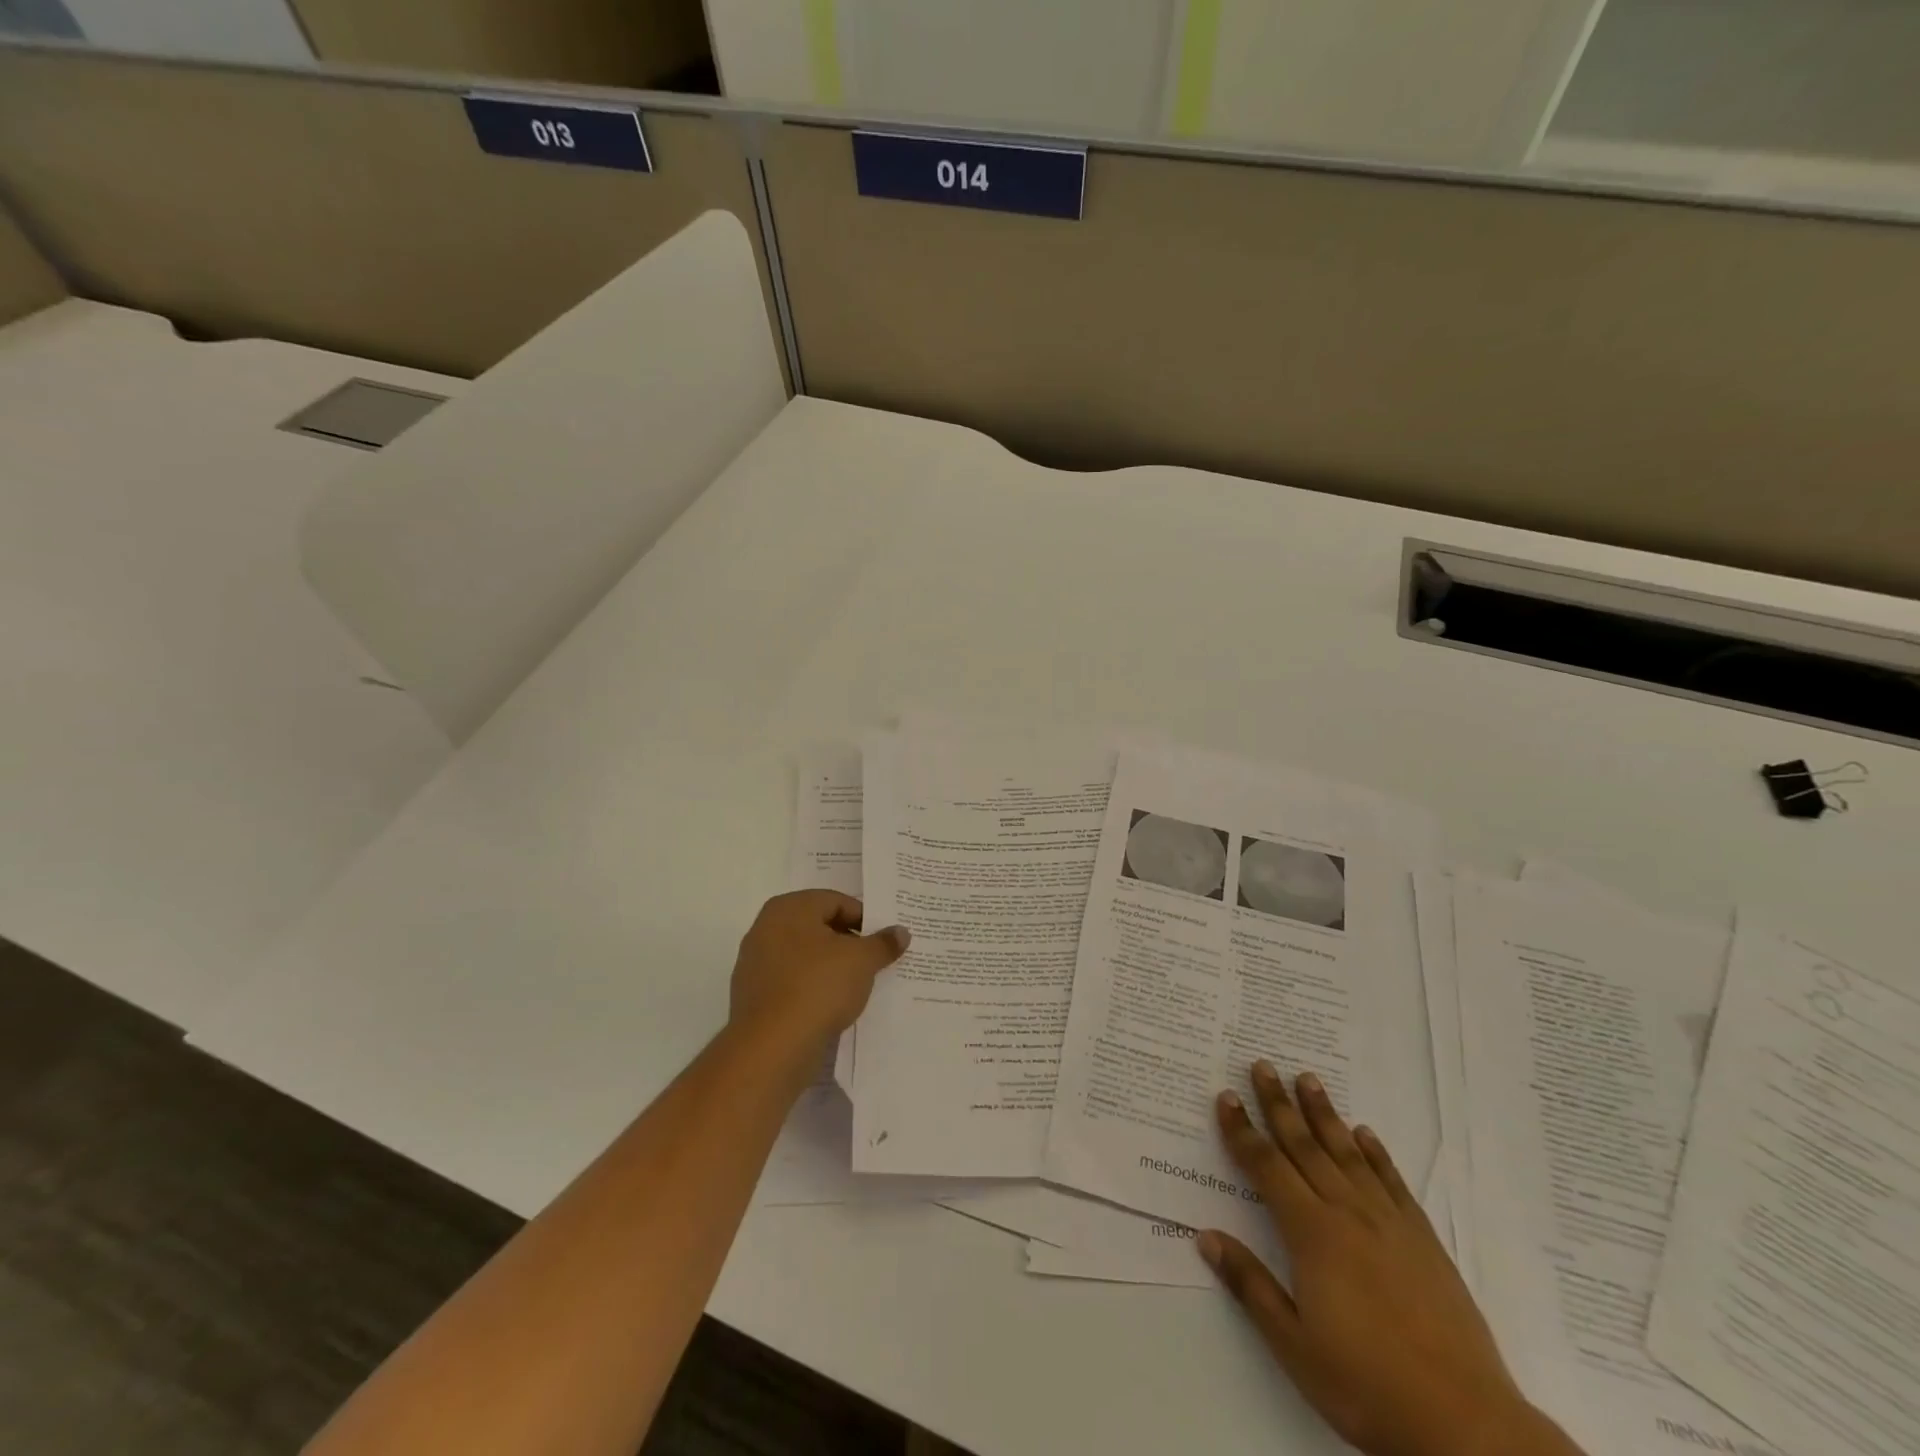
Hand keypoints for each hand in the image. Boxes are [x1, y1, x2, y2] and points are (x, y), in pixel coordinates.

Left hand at [728, 891, 909, 1057]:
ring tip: (856, 985)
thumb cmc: (818, 987)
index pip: (836, 902)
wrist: (771, 1047)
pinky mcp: (753, 996)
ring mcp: (755, 963)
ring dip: (830, 966)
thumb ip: (883, 943)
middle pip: (818, 927)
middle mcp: (766, 927)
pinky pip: (791, 982)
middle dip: (848, 942)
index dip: (864, 919)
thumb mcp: (862, 961)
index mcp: (790, 908)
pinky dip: (812, 988)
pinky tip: (831, 1005)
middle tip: (874, 961)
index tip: (884, 941)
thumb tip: (901, 932)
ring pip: (804, 956)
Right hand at [1199, 1063, 1579, 1455]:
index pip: (1266, 1167)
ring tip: (1308, 1079)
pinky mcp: (1423, 1240)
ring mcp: (1389, 1223)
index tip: (1226, 1097)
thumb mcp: (1294, 1345)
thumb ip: (1250, 1284)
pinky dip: (1376, 1153)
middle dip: (1278, 1104)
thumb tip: (1205, 1235)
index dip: (1242, 1131)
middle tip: (1262, 1065)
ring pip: (1346, 1153)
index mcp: (1311, 1234)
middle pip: (1303, 1146)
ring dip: (1323, 1114)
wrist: (1465, 1425)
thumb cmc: (1367, 1385)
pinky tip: (1365, 1134)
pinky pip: (1392, 1182)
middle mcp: (1347, 1213)